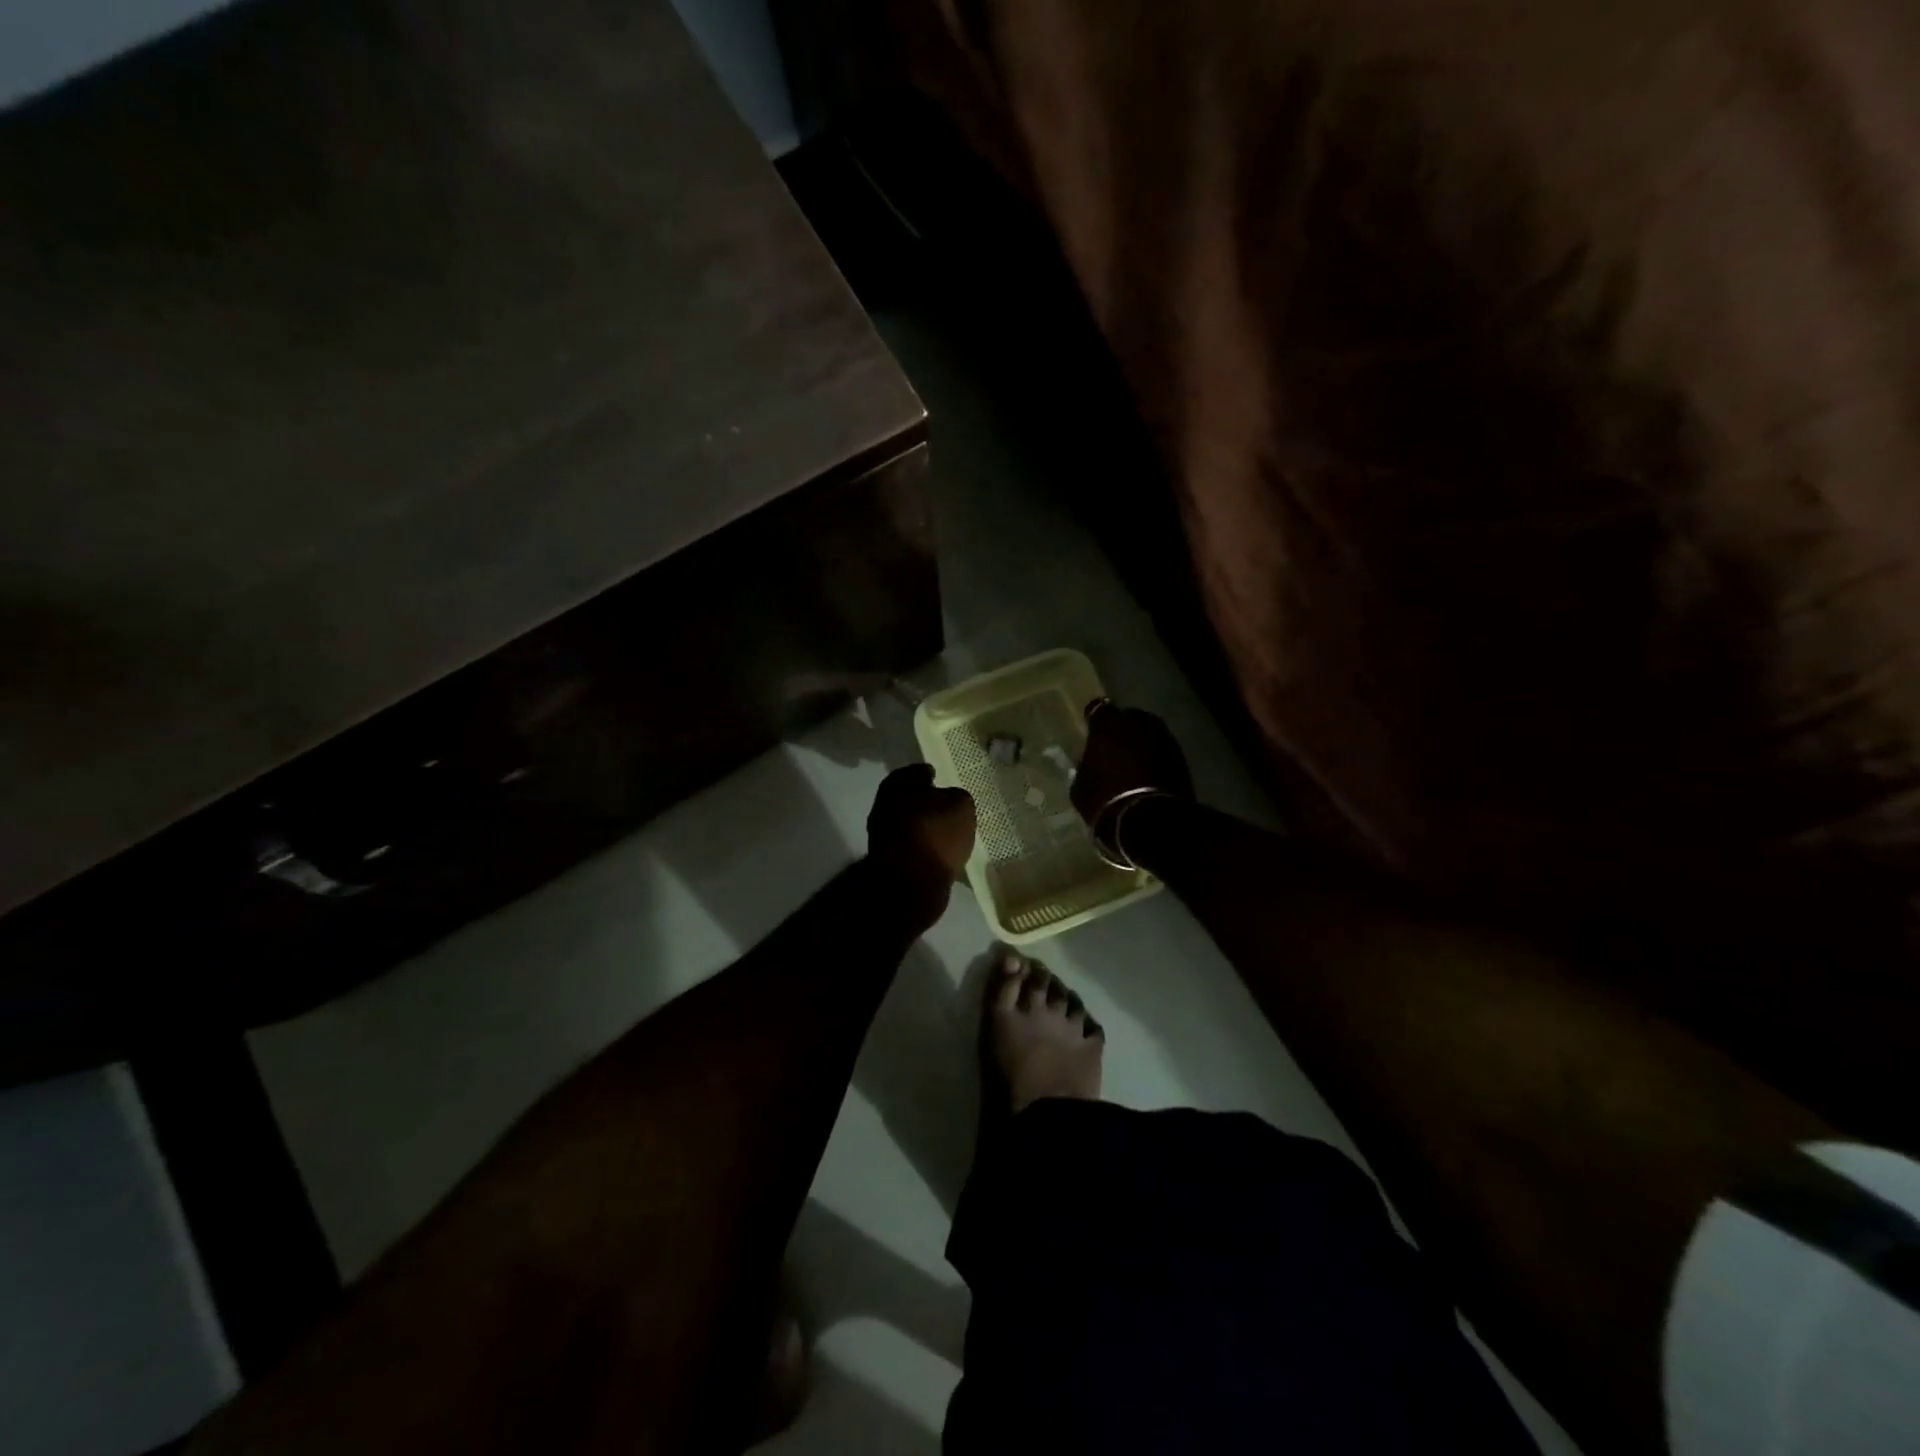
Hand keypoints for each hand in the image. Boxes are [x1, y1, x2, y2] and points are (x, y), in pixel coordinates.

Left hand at [866, 764, 975, 927]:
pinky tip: (939, 852)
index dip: (927, 774)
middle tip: (945, 806)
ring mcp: (882, 837)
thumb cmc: (935, 833)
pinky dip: (923, 847)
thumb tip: (950, 800)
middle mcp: (883, 808)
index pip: (914, 773)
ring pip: (908, 824)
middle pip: (907, 799)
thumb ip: (957, 797)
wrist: (910, 883)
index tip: (938, 777)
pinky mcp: (889, 863)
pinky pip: (911, 847)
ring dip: (924, 826)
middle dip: (924, 802)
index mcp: (896, 786)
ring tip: (946, 831)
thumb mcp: (960, 805)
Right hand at [1070, 699, 1193, 825]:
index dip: (1095, 718)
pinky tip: (1151, 772)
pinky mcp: (1181, 756)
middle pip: (1129, 716)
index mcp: (1108, 726)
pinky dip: (1157, 756)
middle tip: (1115, 745)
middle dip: (1123, 727)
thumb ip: (1085, 768)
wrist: (1149, 820)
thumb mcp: (1080, 787)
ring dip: (1142, 741)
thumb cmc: (1105, 800)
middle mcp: (1137, 723)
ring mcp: (1163, 737)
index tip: (1092, 729)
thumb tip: (1090, 766)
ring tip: (1135, 759)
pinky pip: (1164, 749)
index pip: (1098, 708)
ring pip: (1150, 731)